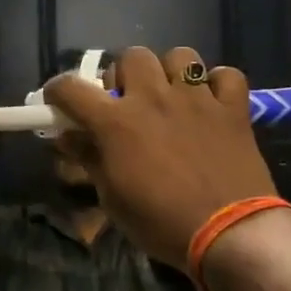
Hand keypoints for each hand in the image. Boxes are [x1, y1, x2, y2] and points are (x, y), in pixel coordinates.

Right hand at [44, 45, 277, 266]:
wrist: (230, 235)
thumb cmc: (161, 222)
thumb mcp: (112, 198)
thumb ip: (90, 159)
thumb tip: (69, 137)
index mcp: (116, 121)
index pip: (71, 88)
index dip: (58, 91)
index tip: (58, 101)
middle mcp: (153, 98)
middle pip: (131, 56)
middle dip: (124, 74)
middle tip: (126, 101)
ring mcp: (197, 99)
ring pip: (180, 56)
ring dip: (170, 72)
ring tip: (171, 96)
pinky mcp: (233, 109)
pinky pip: (227, 76)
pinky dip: (218, 85)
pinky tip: (212, 102)